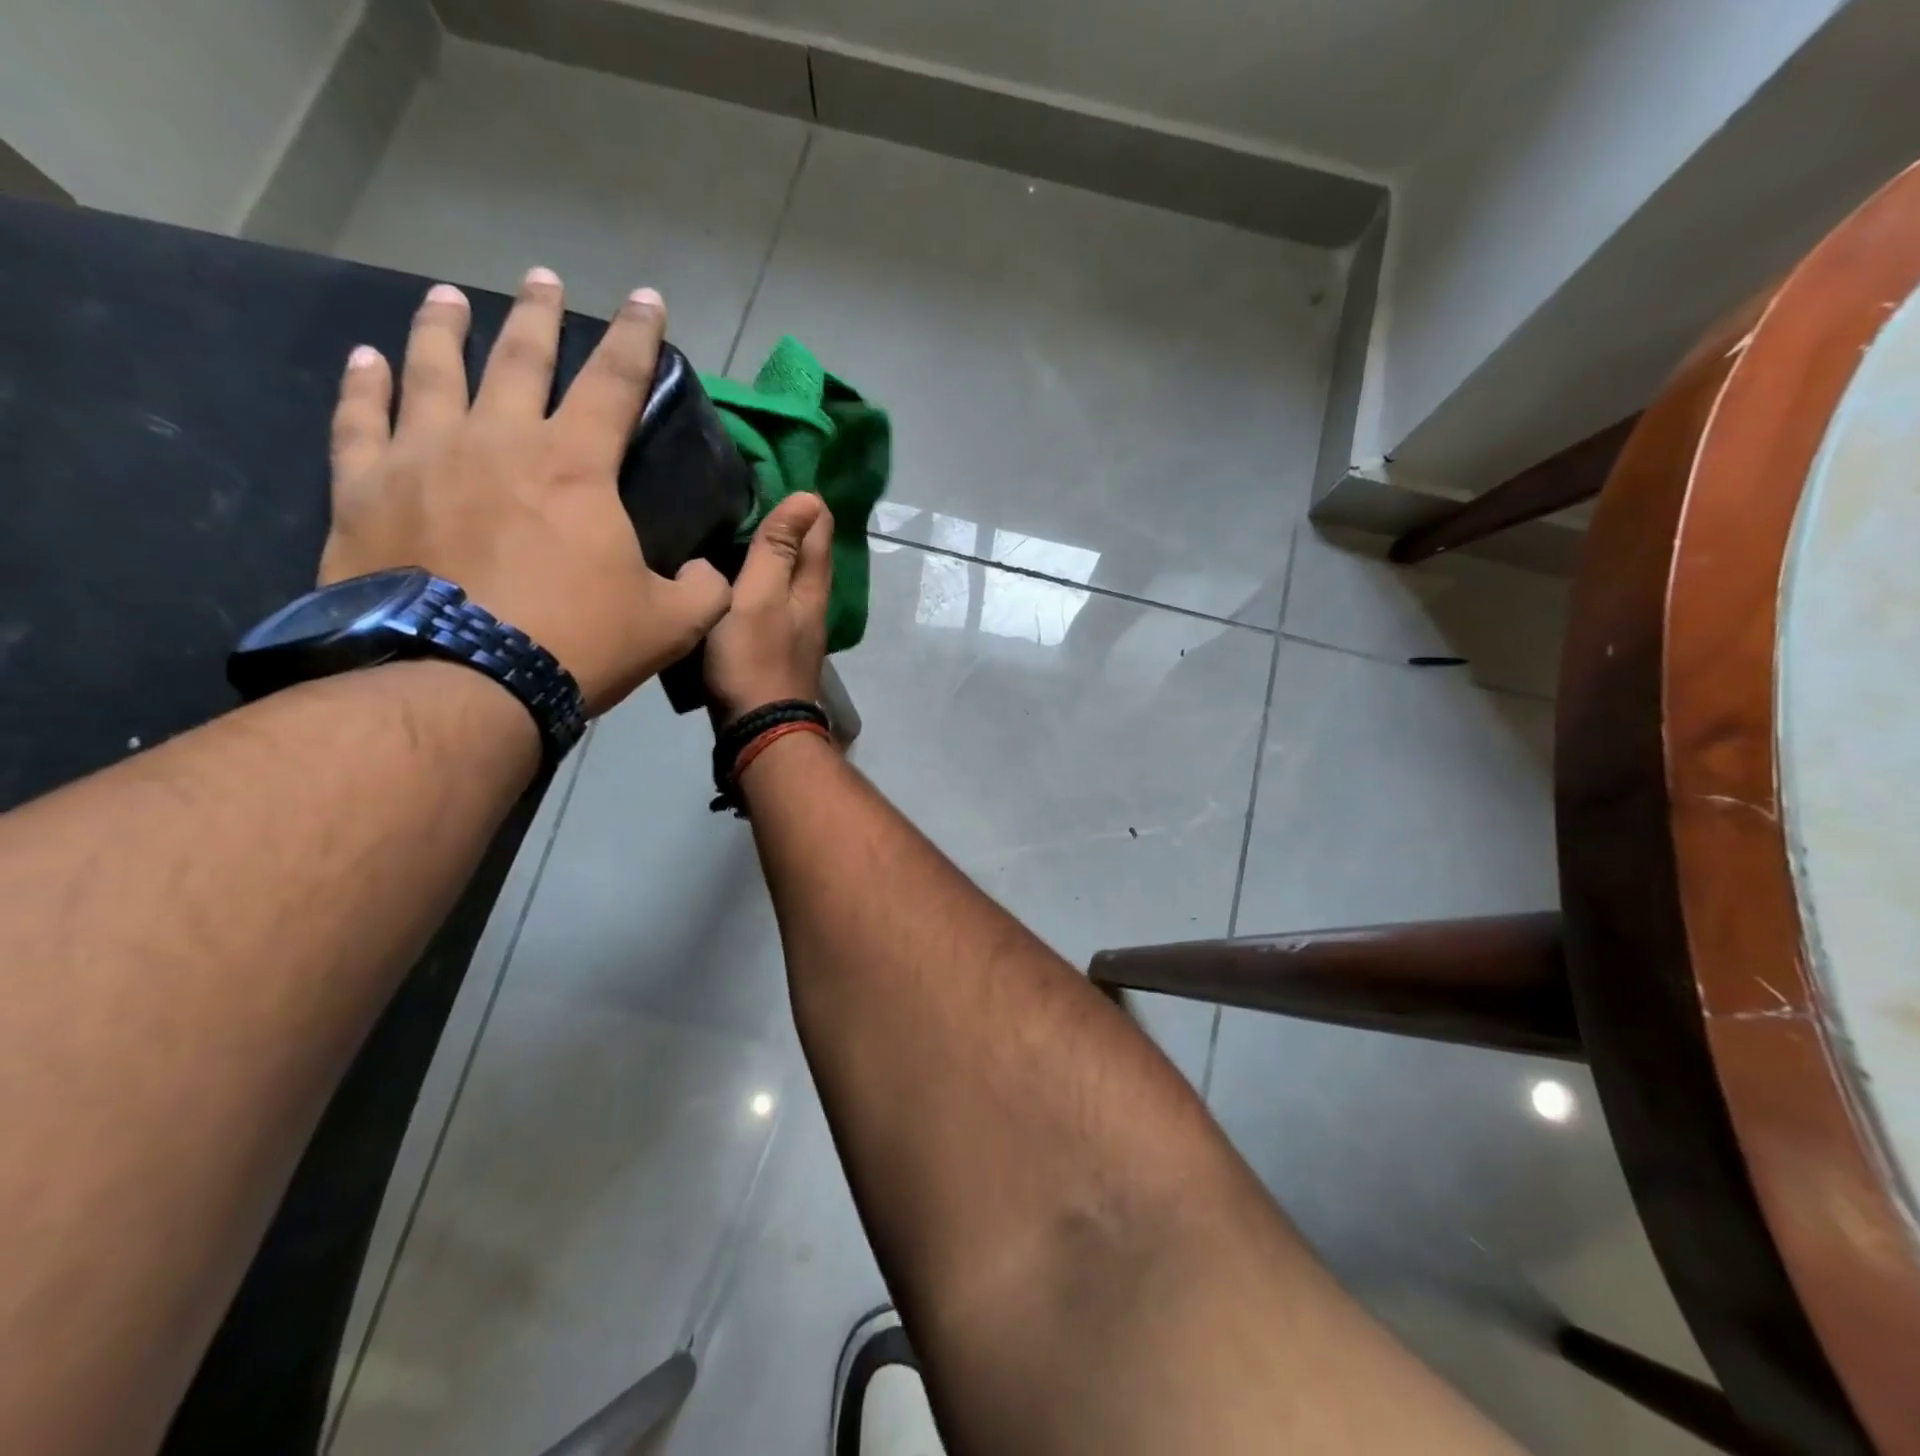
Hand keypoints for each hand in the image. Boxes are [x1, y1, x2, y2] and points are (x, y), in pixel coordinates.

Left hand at [320, 268, 731, 714]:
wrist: (462, 682)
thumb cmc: (577, 643)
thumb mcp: (671, 624)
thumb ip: (703, 590)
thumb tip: (710, 574)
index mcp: (576, 466)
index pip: (616, 382)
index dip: (638, 338)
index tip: (647, 299)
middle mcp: (498, 439)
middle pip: (521, 356)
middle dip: (540, 314)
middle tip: (544, 280)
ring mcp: (423, 457)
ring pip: (433, 369)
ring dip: (446, 327)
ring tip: (449, 297)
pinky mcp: (365, 489)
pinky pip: (360, 419)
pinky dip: (366, 384)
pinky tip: (370, 358)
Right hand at [704, 493, 833, 724]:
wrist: (757, 730)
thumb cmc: (754, 659)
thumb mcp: (759, 596)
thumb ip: (778, 550)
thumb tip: (809, 498)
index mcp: (812, 586)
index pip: (820, 528)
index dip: (803, 501)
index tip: (774, 473)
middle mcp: (812, 604)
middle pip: (808, 553)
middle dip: (790, 523)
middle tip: (752, 493)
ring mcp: (797, 628)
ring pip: (790, 578)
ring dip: (775, 552)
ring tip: (741, 528)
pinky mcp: (778, 647)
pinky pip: (773, 601)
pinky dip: (761, 581)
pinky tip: (737, 579)